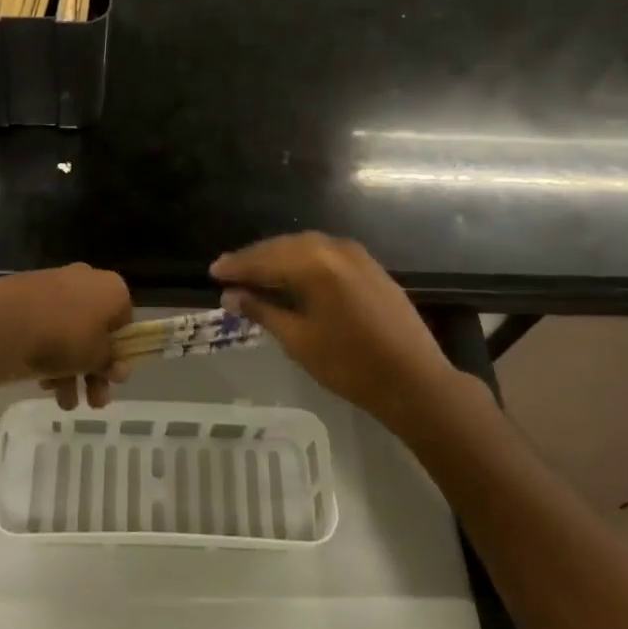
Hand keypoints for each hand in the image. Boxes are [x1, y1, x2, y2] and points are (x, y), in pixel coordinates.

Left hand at [0, 263, 132, 406]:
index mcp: (111, 288)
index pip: (125, 322)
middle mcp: (86, 280)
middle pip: (96, 330)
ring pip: (69, 332)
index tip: (112, 379)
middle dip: (94, 370)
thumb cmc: (63, 336)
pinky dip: (47, 354)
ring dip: (71, 371)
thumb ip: (111, 362)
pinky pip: (45, 327)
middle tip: (93, 401)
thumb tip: (118, 367)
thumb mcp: (97, 357)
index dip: (120, 353)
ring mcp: (53, 285)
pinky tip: (42, 383)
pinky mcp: (25, 295)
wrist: (3, 321)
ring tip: (63, 403)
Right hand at [211, 233, 465, 426]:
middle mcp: (335, 249)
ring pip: (306, 247)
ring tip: (255, 272)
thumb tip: (230, 295)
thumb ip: (262, 311)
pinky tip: (291, 275)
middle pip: (285, 246)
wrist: (414, 381)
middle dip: (255, 258)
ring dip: (278, 258)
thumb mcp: (298, 340)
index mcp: (316, 264)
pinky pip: (326, 254)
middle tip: (229, 270)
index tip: (213, 272)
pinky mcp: (370, 266)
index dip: (237, 266)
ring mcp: (357, 255)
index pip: (265, 259)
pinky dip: (303, 261)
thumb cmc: (350, 365)